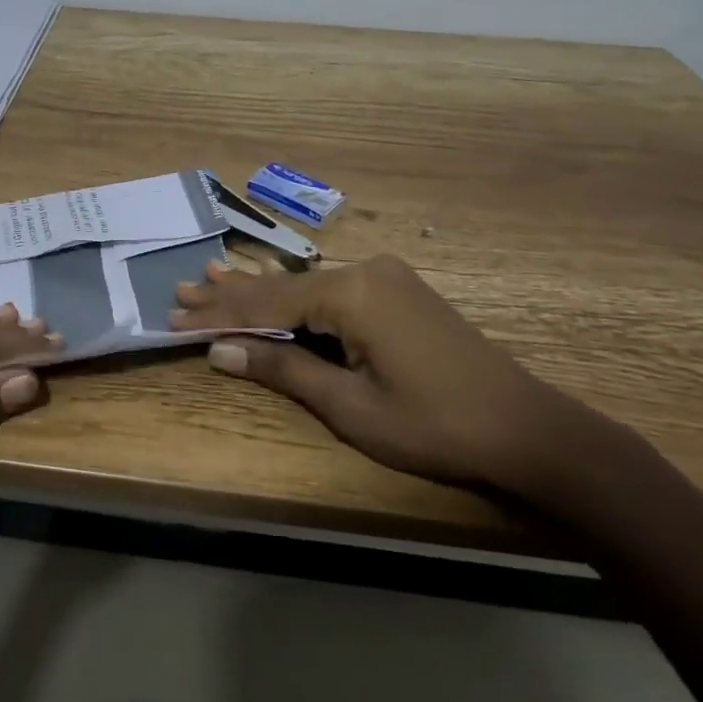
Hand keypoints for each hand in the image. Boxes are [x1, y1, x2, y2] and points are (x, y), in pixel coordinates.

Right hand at [169, 255, 592, 494]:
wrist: (528, 429)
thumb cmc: (434, 426)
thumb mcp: (350, 405)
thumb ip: (282, 368)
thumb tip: (220, 351)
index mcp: (350, 293)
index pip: (266, 302)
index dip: (218, 314)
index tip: (174, 317)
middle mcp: (363, 271)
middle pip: (281, 285)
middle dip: (230, 294)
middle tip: (180, 290)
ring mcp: (384, 277)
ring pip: (304, 284)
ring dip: (258, 289)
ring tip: (210, 275)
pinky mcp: (397, 291)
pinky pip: (330, 289)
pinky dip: (295, 295)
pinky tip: (270, 283)